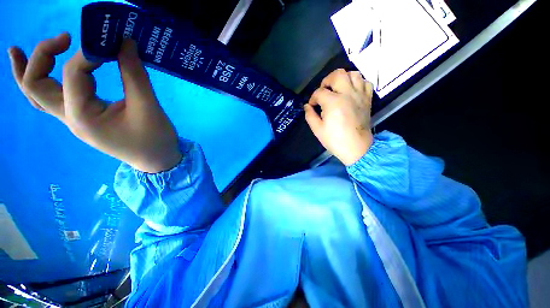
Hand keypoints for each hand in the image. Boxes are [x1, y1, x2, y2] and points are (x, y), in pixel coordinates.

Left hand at [8, 32, 180, 172]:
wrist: (158, 160)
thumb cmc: (155, 138)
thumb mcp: (148, 106)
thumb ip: (134, 74)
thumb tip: (124, 41)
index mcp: (82, 117)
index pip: (74, 74)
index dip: (90, 52)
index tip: (113, 42)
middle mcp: (70, 118)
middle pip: (35, 85)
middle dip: (42, 56)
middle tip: (63, 37)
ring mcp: (73, 120)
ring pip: (37, 95)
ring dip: (27, 71)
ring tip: (17, 49)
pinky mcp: (83, 119)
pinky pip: (51, 99)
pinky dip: (42, 82)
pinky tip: (44, 71)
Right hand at [304, 69, 373, 165]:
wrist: (356, 148)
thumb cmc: (335, 140)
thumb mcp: (317, 129)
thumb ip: (310, 115)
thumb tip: (307, 106)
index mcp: (333, 102)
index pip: (319, 92)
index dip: (313, 98)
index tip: (312, 106)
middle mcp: (347, 94)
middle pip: (337, 74)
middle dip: (327, 81)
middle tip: (324, 91)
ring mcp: (360, 95)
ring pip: (353, 74)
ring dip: (343, 78)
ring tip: (338, 88)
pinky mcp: (367, 99)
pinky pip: (365, 83)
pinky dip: (358, 83)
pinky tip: (351, 91)